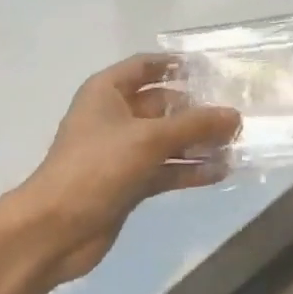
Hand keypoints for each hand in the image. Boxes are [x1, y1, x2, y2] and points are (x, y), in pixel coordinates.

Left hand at [13, 55, 240, 287]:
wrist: (55, 228)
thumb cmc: (96, 167)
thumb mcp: (148, 139)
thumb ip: (194, 125)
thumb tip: (235, 115)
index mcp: (106, 92)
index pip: (145, 66)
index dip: (175, 65)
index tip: (211, 69)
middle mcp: (114, 116)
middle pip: (161, 104)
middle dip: (196, 109)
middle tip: (236, 114)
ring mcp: (121, 152)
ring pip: (166, 140)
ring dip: (197, 142)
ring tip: (236, 144)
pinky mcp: (129, 182)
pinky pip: (164, 169)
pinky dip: (189, 170)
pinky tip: (220, 172)